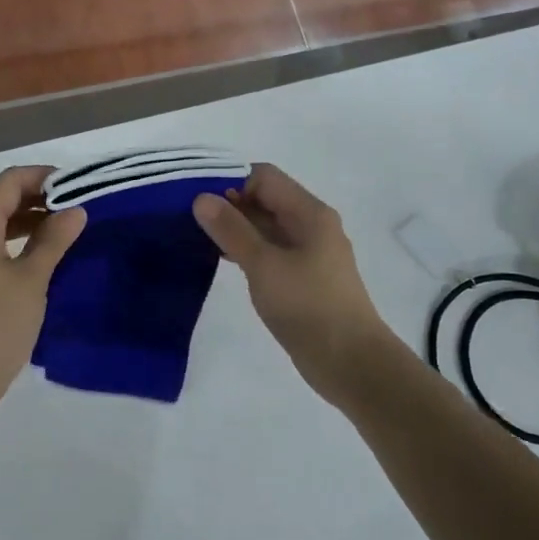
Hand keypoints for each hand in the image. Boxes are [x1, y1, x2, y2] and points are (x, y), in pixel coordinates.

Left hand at [0, 166, 85, 408]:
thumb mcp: (31, 278)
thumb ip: (54, 240)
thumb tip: (76, 210)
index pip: (9, 181)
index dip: (42, 176)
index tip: (77, 185)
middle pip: (3, 198)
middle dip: (39, 196)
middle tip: (78, 206)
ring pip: (1, 223)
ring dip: (32, 219)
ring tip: (69, 228)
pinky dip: (23, 241)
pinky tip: (49, 255)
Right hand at [194, 164, 396, 390]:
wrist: (350, 362)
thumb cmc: (308, 306)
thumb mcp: (263, 264)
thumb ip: (231, 229)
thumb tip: (202, 198)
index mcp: (308, 213)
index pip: (263, 177)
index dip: (230, 181)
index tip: (197, 200)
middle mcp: (311, 225)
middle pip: (265, 199)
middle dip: (228, 204)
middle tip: (188, 219)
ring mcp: (308, 253)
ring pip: (265, 226)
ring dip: (235, 228)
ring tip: (197, 238)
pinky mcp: (302, 277)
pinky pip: (269, 250)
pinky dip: (246, 250)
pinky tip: (221, 261)